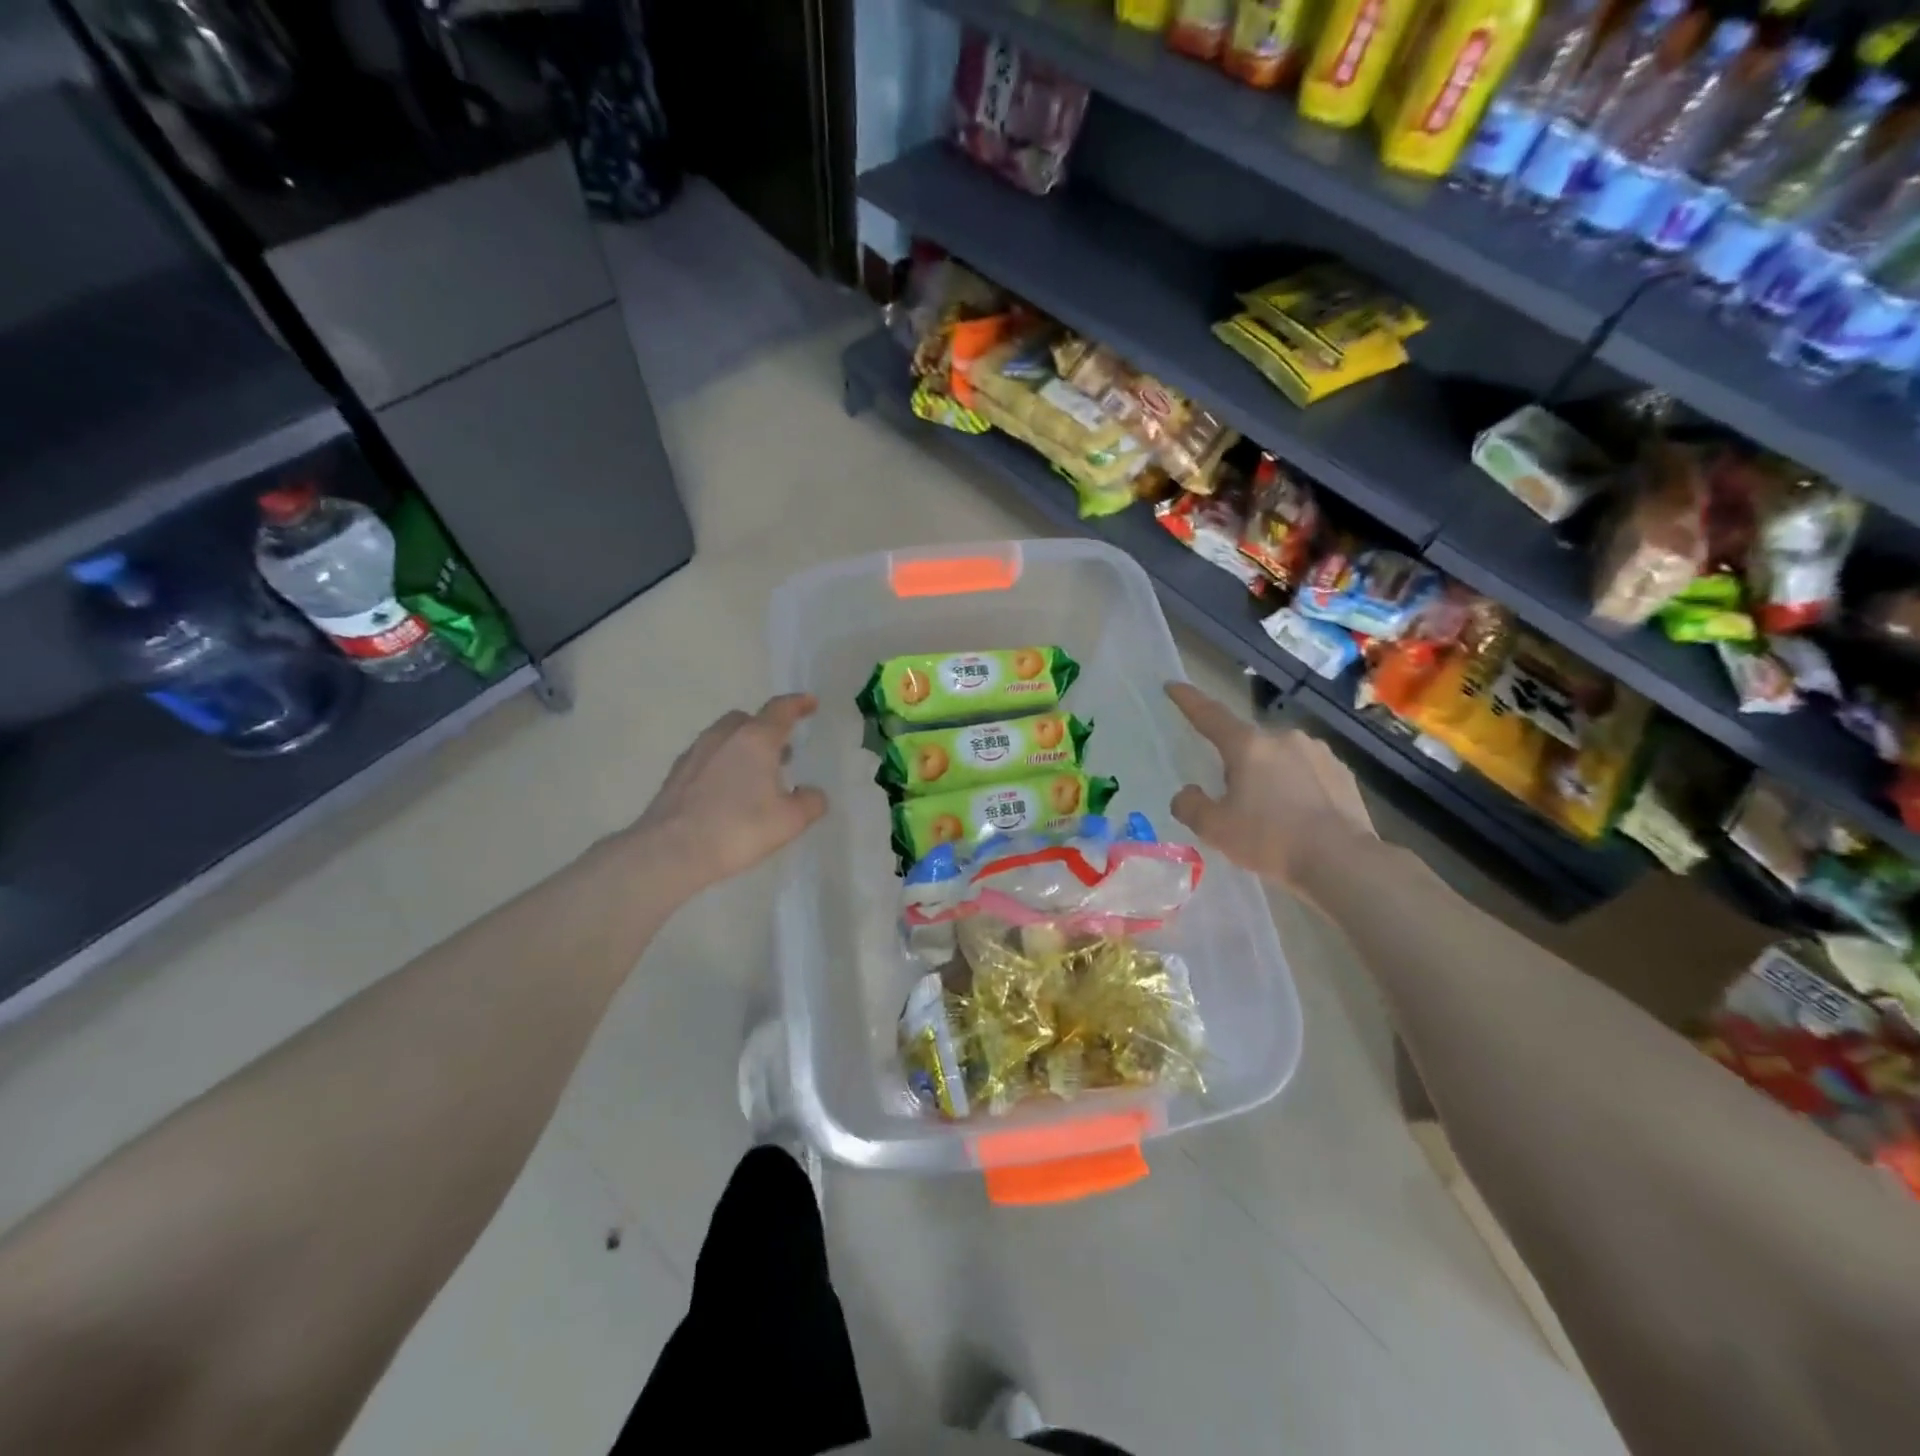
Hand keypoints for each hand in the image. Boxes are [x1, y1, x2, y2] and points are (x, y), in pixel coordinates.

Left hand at [631, 694, 828, 892]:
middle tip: (782, 751)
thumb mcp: (790, 821)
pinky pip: (707, 758)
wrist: (671, 851)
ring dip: (743, 748)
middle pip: (748, 720)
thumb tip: (813, 794)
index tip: (810, 703)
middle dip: (766, 729)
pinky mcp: (676, 774)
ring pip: (725, 738)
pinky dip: (722, 765)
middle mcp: (723, 736)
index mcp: (755, 739)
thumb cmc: (738, 829)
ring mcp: (695, 753)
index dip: (798, 704)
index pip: (780, 710)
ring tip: (755, 776)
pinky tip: (726, 793)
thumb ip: (810, 802)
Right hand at [1166, 682, 1374, 891]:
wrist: (1343, 862)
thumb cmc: (1270, 840)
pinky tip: (1299, 816)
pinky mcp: (1343, 772)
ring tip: (1269, 812)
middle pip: (1247, 743)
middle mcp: (1284, 738)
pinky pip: (1307, 772)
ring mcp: (1318, 752)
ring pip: (1279, 757)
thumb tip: (1187, 793)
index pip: (1209, 715)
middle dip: (1236, 762)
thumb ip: (1190, 806)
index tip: (1172, 686)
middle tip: (1231, 797)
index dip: (1188, 700)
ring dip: (1268, 774)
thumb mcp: (1215, 829)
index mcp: (1248, 745)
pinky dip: (1296, 786)